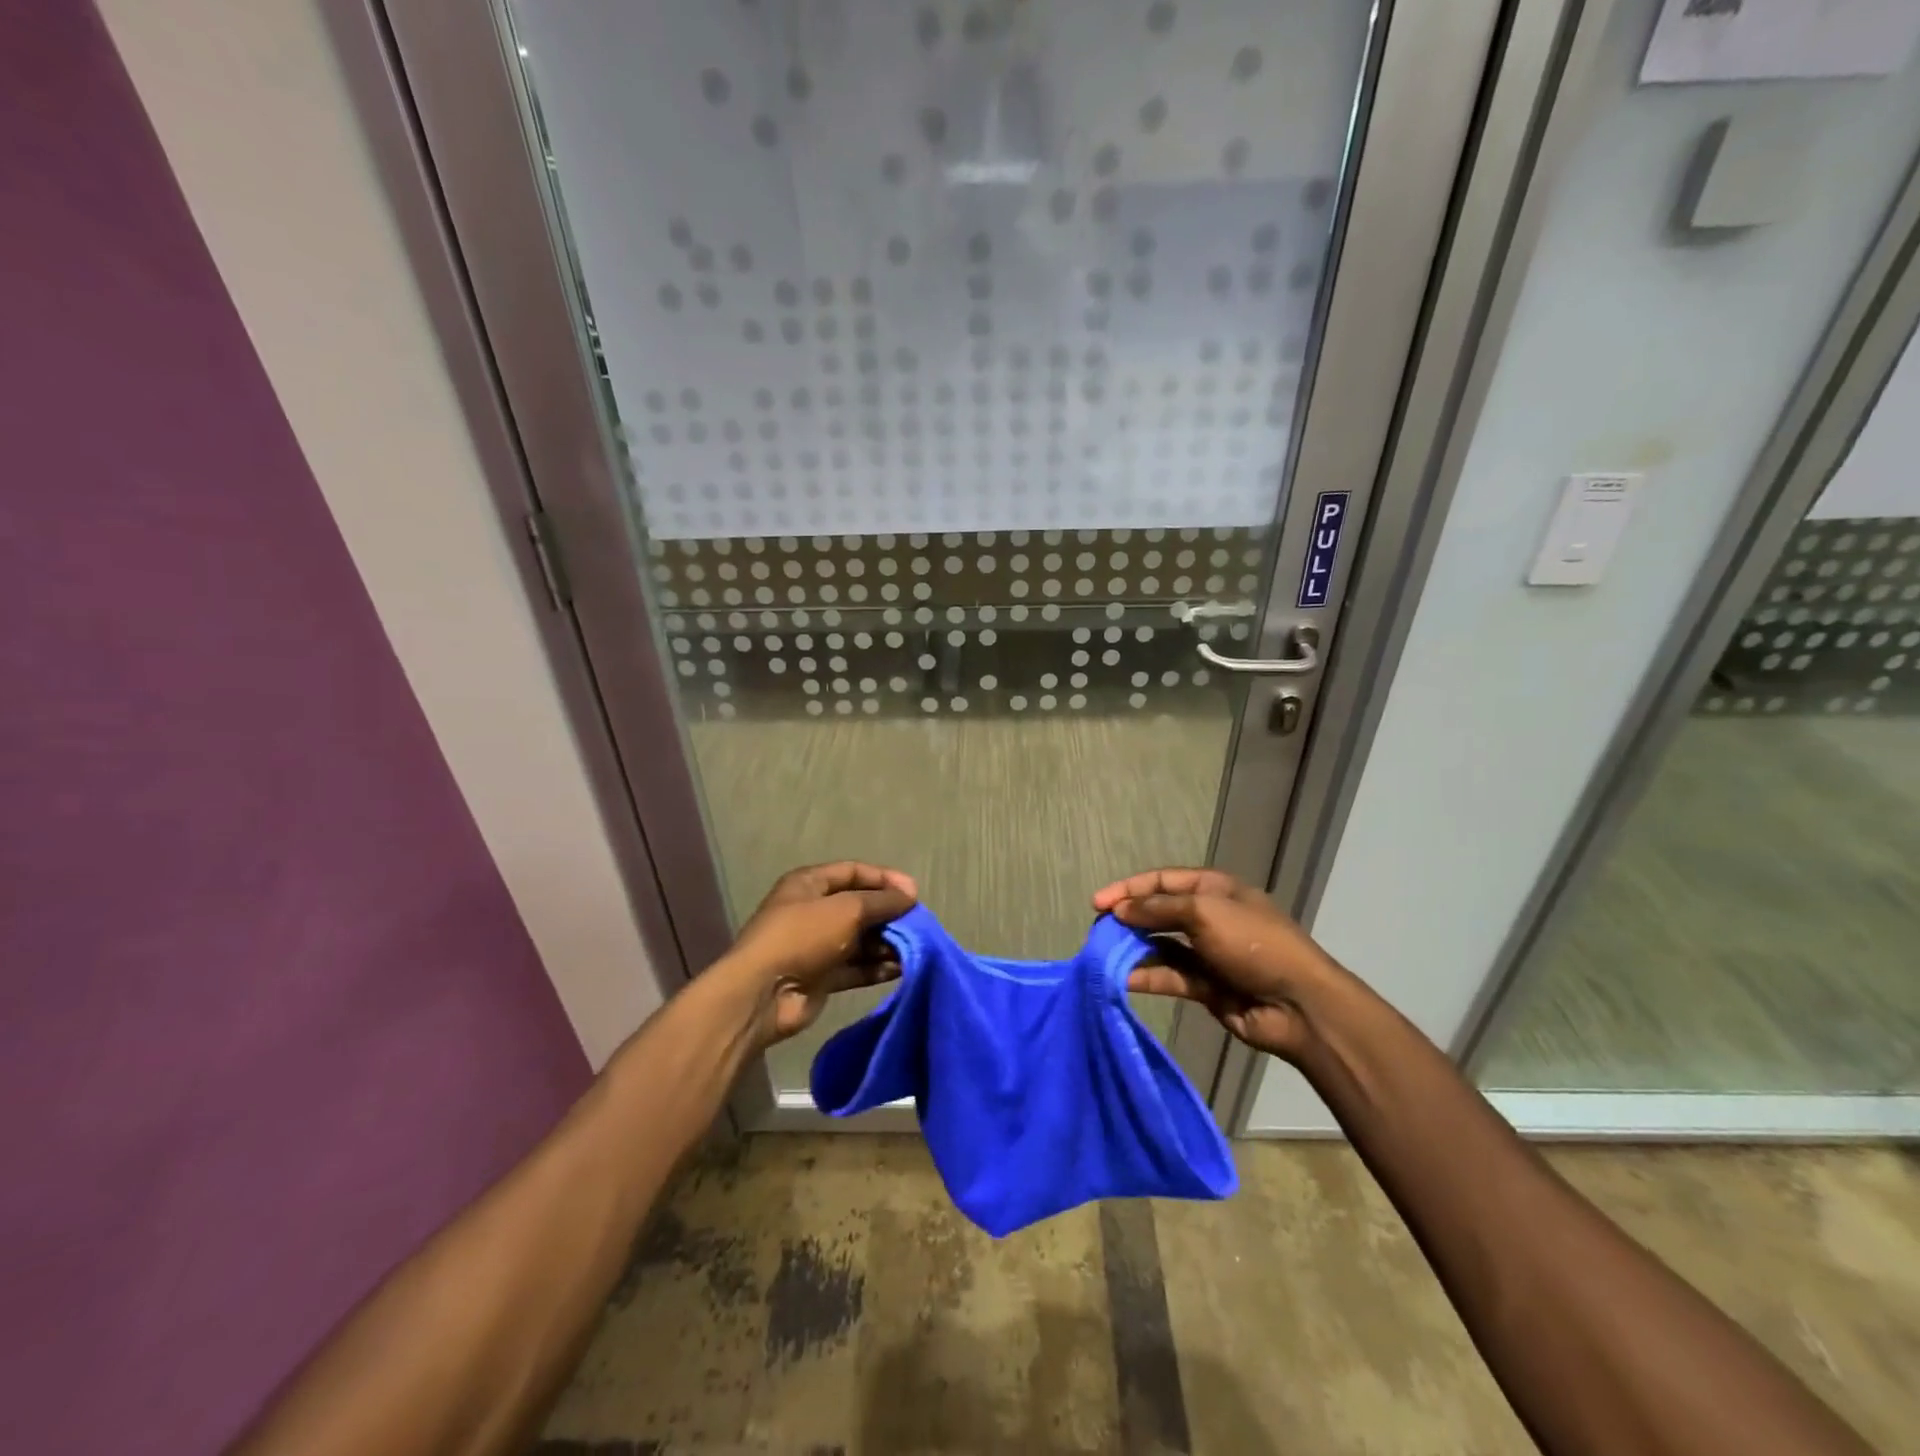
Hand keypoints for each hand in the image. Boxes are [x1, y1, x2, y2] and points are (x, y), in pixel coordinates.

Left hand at [719, 861, 917, 1045]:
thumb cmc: (803, 936)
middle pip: (859, 907)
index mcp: (810, 884)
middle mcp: (813, 911)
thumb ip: (881, 901)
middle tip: (918, 925)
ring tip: (914, 949)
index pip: (854, 872)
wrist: (764, 994)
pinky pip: (856, 967)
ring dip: (886, 944)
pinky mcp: (822, 977)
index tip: (914, 893)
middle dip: (889, 914)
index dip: (885, 879)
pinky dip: (877, 968)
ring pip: (860, 939)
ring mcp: (817, 946)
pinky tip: (900, 970)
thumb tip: (910, 896)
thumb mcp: (847, 909)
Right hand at [1093, 867, 1339, 1061]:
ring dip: (1132, 949)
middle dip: (1127, 919)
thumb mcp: (1205, 912)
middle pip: (1158, 913)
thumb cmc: (1253, 944)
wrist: (1298, 1005)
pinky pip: (1168, 976)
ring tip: (1102, 956)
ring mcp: (1206, 953)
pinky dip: (1146, 976)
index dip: (1128, 889)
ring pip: (1159, 946)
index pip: (1162, 881)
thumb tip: (1120, 909)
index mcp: (1213, 889)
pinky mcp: (1205, 986)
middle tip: (1097, 932)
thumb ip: (1158, 909)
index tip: (1097, 903)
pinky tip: (1122, 979)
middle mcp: (1208, 917)